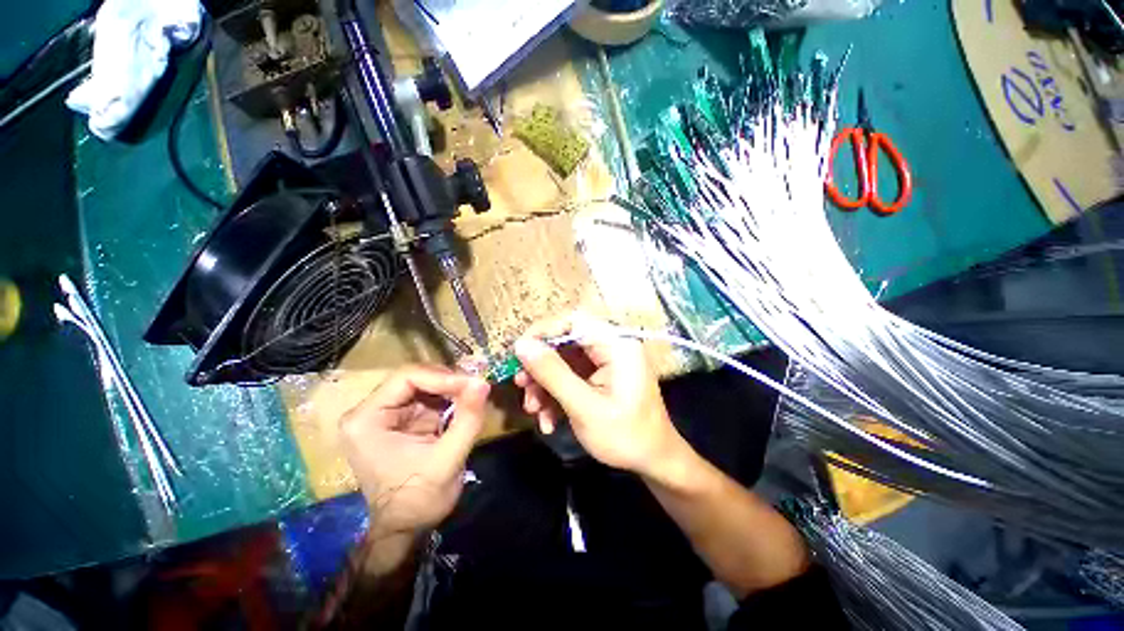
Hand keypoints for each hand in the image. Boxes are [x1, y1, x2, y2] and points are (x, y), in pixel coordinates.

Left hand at [340, 365, 489, 537]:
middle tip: (477, 387)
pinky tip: (465, 405)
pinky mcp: (402, 420)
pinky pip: (429, 398)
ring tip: (474, 395)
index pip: (407, 377)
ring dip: (452, 388)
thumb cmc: (419, 499)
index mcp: (367, 419)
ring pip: (425, 385)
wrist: (407, 528)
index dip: (443, 376)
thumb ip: (467, 419)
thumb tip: (483, 382)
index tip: (473, 384)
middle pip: (415, 378)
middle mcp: (371, 411)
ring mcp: (386, 414)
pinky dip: (450, 399)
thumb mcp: (447, 459)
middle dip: (449, 381)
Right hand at [513, 315, 685, 477]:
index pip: (574, 320)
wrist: (653, 462)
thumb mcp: (585, 407)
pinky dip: (556, 394)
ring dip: (544, 384)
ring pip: (563, 361)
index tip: (519, 352)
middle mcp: (611, 346)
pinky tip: (548, 420)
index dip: (543, 331)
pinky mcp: (599, 376)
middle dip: (541, 366)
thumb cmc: (626, 436)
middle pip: (565, 341)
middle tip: (521, 386)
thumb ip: (553, 374)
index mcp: (617, 345)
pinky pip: (570, 376)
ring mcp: (605, 362)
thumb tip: (522, 345)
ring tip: (533, 410)